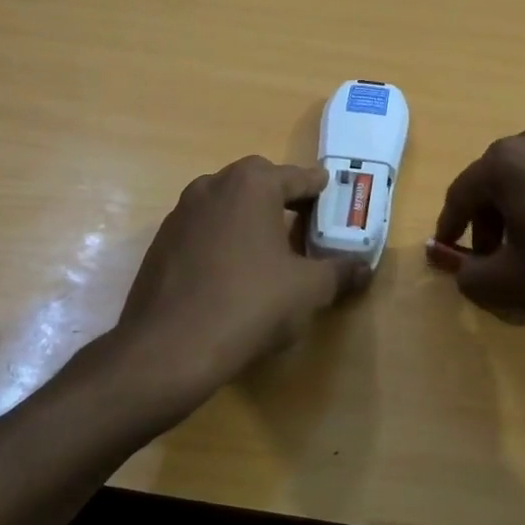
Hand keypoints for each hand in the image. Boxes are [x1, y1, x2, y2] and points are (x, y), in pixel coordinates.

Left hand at [111, 156, 368, 418]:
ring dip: (249, 219)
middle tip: (303, 226)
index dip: (321, 192)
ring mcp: (180, 212)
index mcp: (252, 184)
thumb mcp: (308, 290)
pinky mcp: (161, 242)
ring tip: (269, 253)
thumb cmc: (251, 304)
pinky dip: (222, 241)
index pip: (299, 177)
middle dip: (282, 200)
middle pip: (258, 183)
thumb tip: (363, 268)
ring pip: (226, 205)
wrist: (170, 348)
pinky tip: (232, 276)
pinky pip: (203, 230)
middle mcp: (212, 185)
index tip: (334, 204)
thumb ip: (339, 272)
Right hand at [432, 117, 524, 347]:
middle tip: (496, 257)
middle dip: (489, 220)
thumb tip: (452, 261)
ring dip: (522, 206)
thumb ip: (466, 274)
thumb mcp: (508, 284)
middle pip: (496, 180)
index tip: (449, 252)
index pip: (461, 194)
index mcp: (504, 161)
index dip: (451, 227)